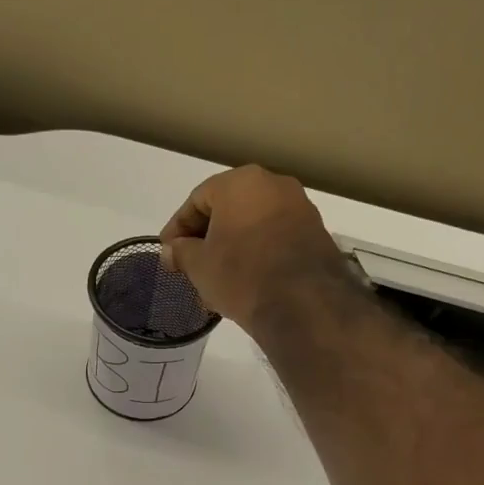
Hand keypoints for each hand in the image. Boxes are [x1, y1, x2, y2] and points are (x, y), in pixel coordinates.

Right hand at [158, 164, 349, 333]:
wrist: (303, 302)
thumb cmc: (241, 274)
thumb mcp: (199, 266)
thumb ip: (181, 252)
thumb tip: (171, 250)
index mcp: (240, 182)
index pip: (197, 200)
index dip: (177, 228)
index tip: (167, 252)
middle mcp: (273, 184)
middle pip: (227, 210)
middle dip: (206, 239)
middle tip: (190, 266)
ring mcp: (299, 207)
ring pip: (252, 225)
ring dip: (231, 248)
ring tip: (216, 280)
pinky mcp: (316, 233)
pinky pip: (274, 238)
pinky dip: (256, 254)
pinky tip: (245, 281)